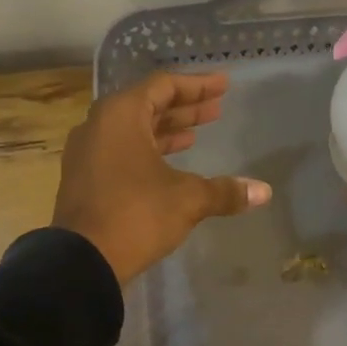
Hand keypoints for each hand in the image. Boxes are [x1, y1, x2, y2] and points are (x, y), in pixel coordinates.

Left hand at [53, 70, 271, 284]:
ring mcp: (87, 153)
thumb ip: (224, 191)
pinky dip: (147, 151)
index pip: (163, 86)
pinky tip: (170, 165)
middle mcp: (99, 126)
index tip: (223, 86)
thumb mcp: (186, 199)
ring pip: (132, 131)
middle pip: (147, 106)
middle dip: (184, 108)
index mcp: (120, 115)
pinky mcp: (85, 179)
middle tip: (216, 109)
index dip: (197, 85)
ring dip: (166, 131)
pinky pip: (120, 152)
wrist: (82, 260)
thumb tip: (264, 192)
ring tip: (197, 133)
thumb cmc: (136, 215)